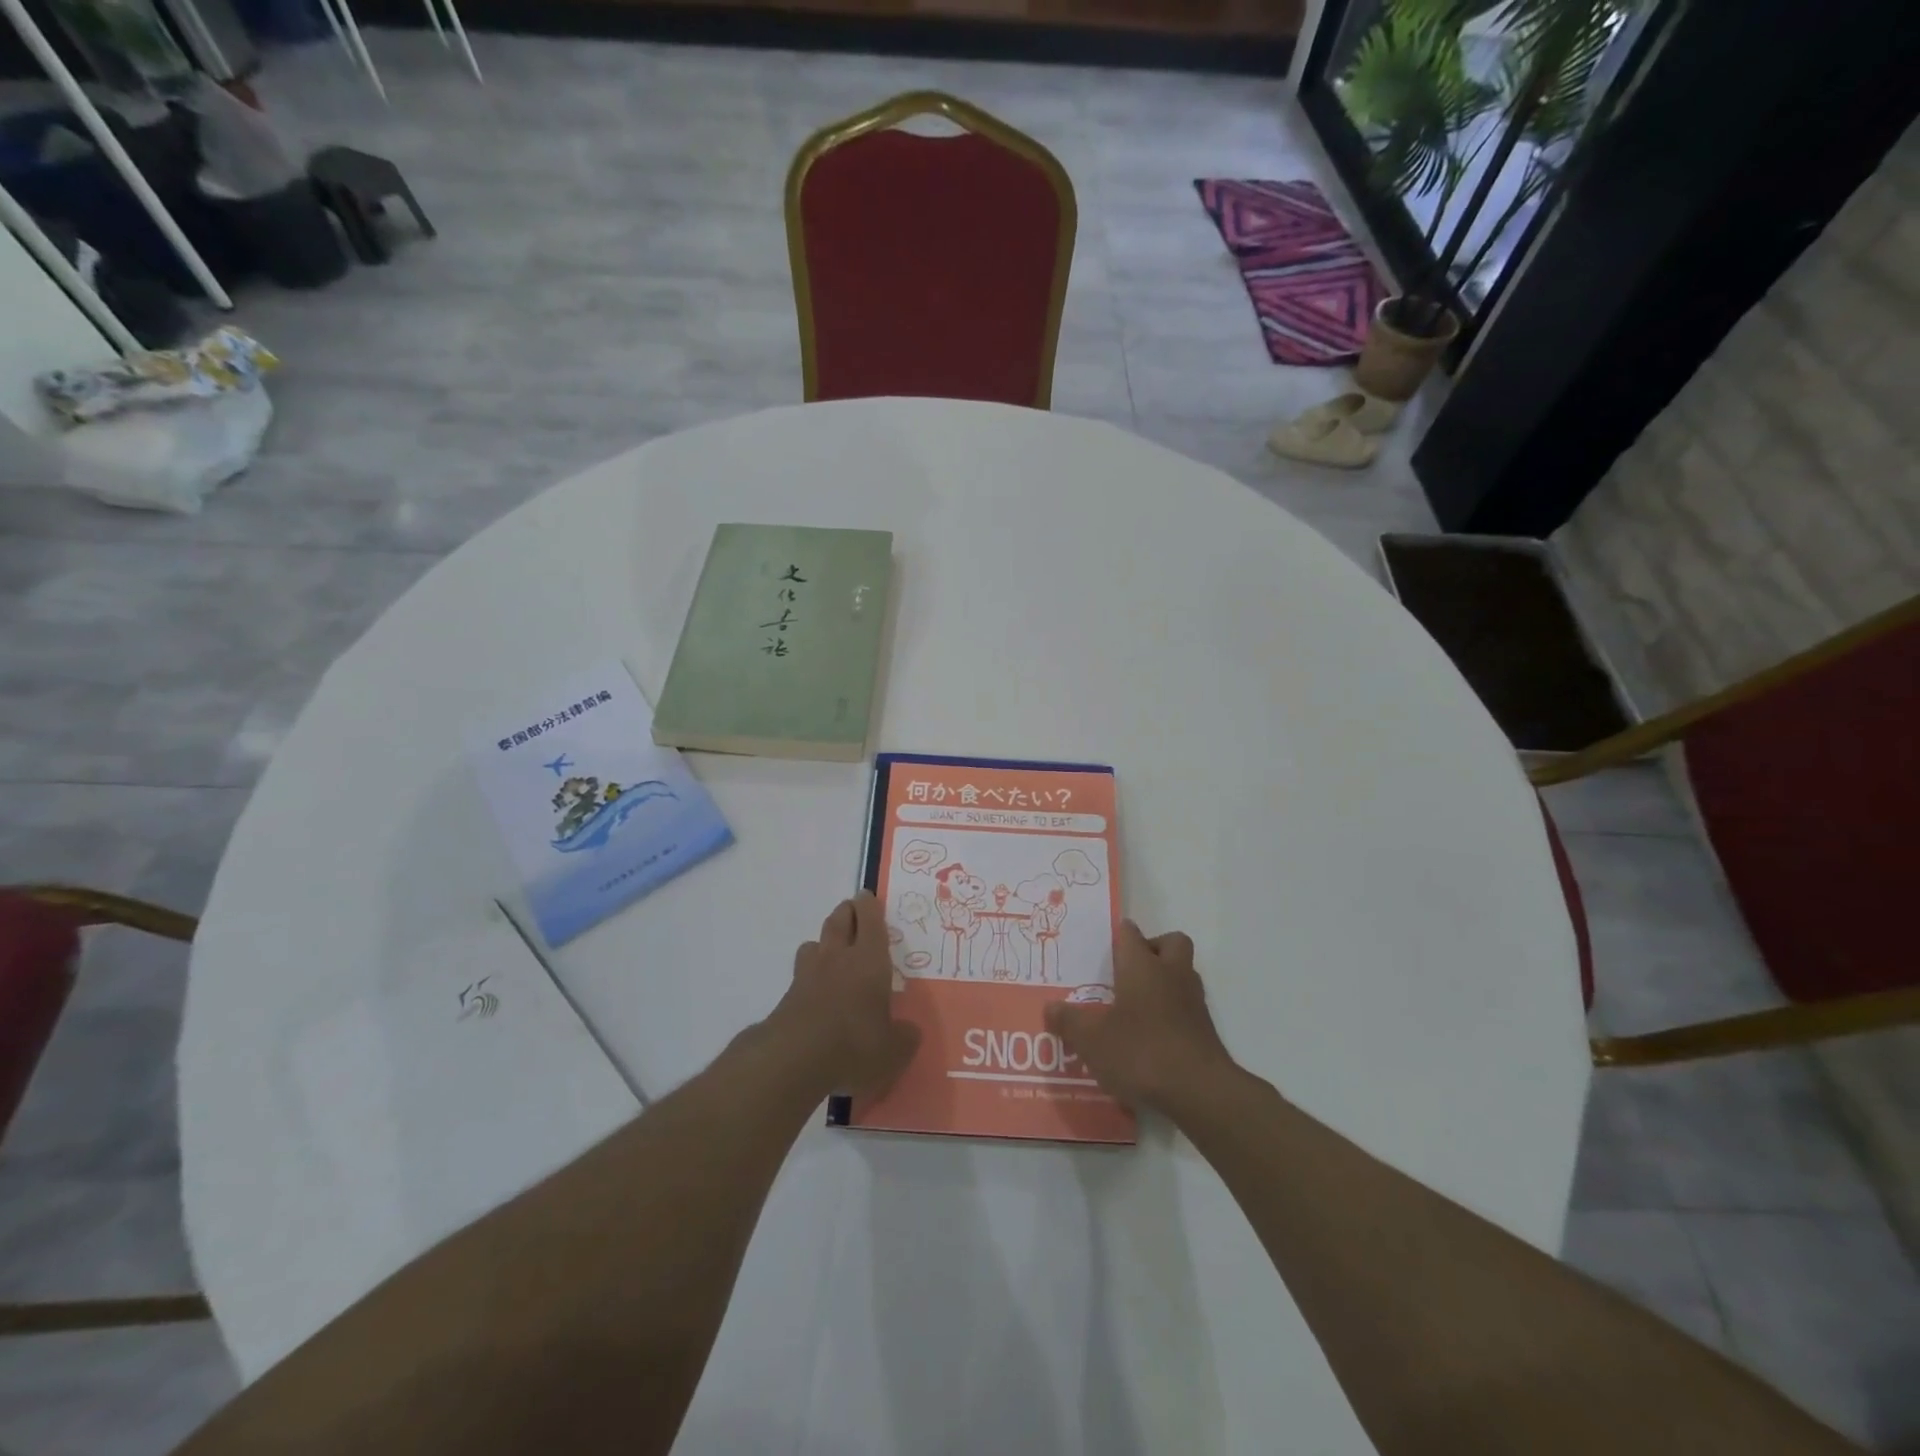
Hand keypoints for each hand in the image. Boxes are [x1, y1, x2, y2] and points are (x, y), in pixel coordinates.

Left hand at [768, 893, 920, 1099]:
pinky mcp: (788, 996)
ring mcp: (808, 975)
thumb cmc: (854, 1045)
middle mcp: (838, 958)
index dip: (869, 905)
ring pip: (815, 942)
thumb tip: (909, 1031)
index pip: (869, 919)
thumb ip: (904, 1037)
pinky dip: (811, 973)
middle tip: (854, 912)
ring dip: (825, 940)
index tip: (868, 897)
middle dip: (847, 912)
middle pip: (839, 920)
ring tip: (834, 951)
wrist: (793, 1060)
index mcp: (869, 960)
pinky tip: (818, 991)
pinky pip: (802, 972)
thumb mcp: (893, 1051)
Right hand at [1044, 920, 1235, 1114]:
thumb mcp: (1092, 1040)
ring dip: (1166, 981)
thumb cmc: (1141, 1051)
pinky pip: (1188, 1007)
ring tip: (1138, 1005)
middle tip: (1130, 970)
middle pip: (1171, 943)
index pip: (1130, 934)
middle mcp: (1171, 974)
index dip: (1119, 934)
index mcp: (1142, 966)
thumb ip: (1069, 1022)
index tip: (1106, 944)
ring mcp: (1193, 1002)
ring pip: (1183, 974)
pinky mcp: (1205, 1030)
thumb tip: (1050, 1007)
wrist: (1199, 1091)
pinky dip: (1173, 1013)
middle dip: (1154, 948)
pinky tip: (1153, 1037)